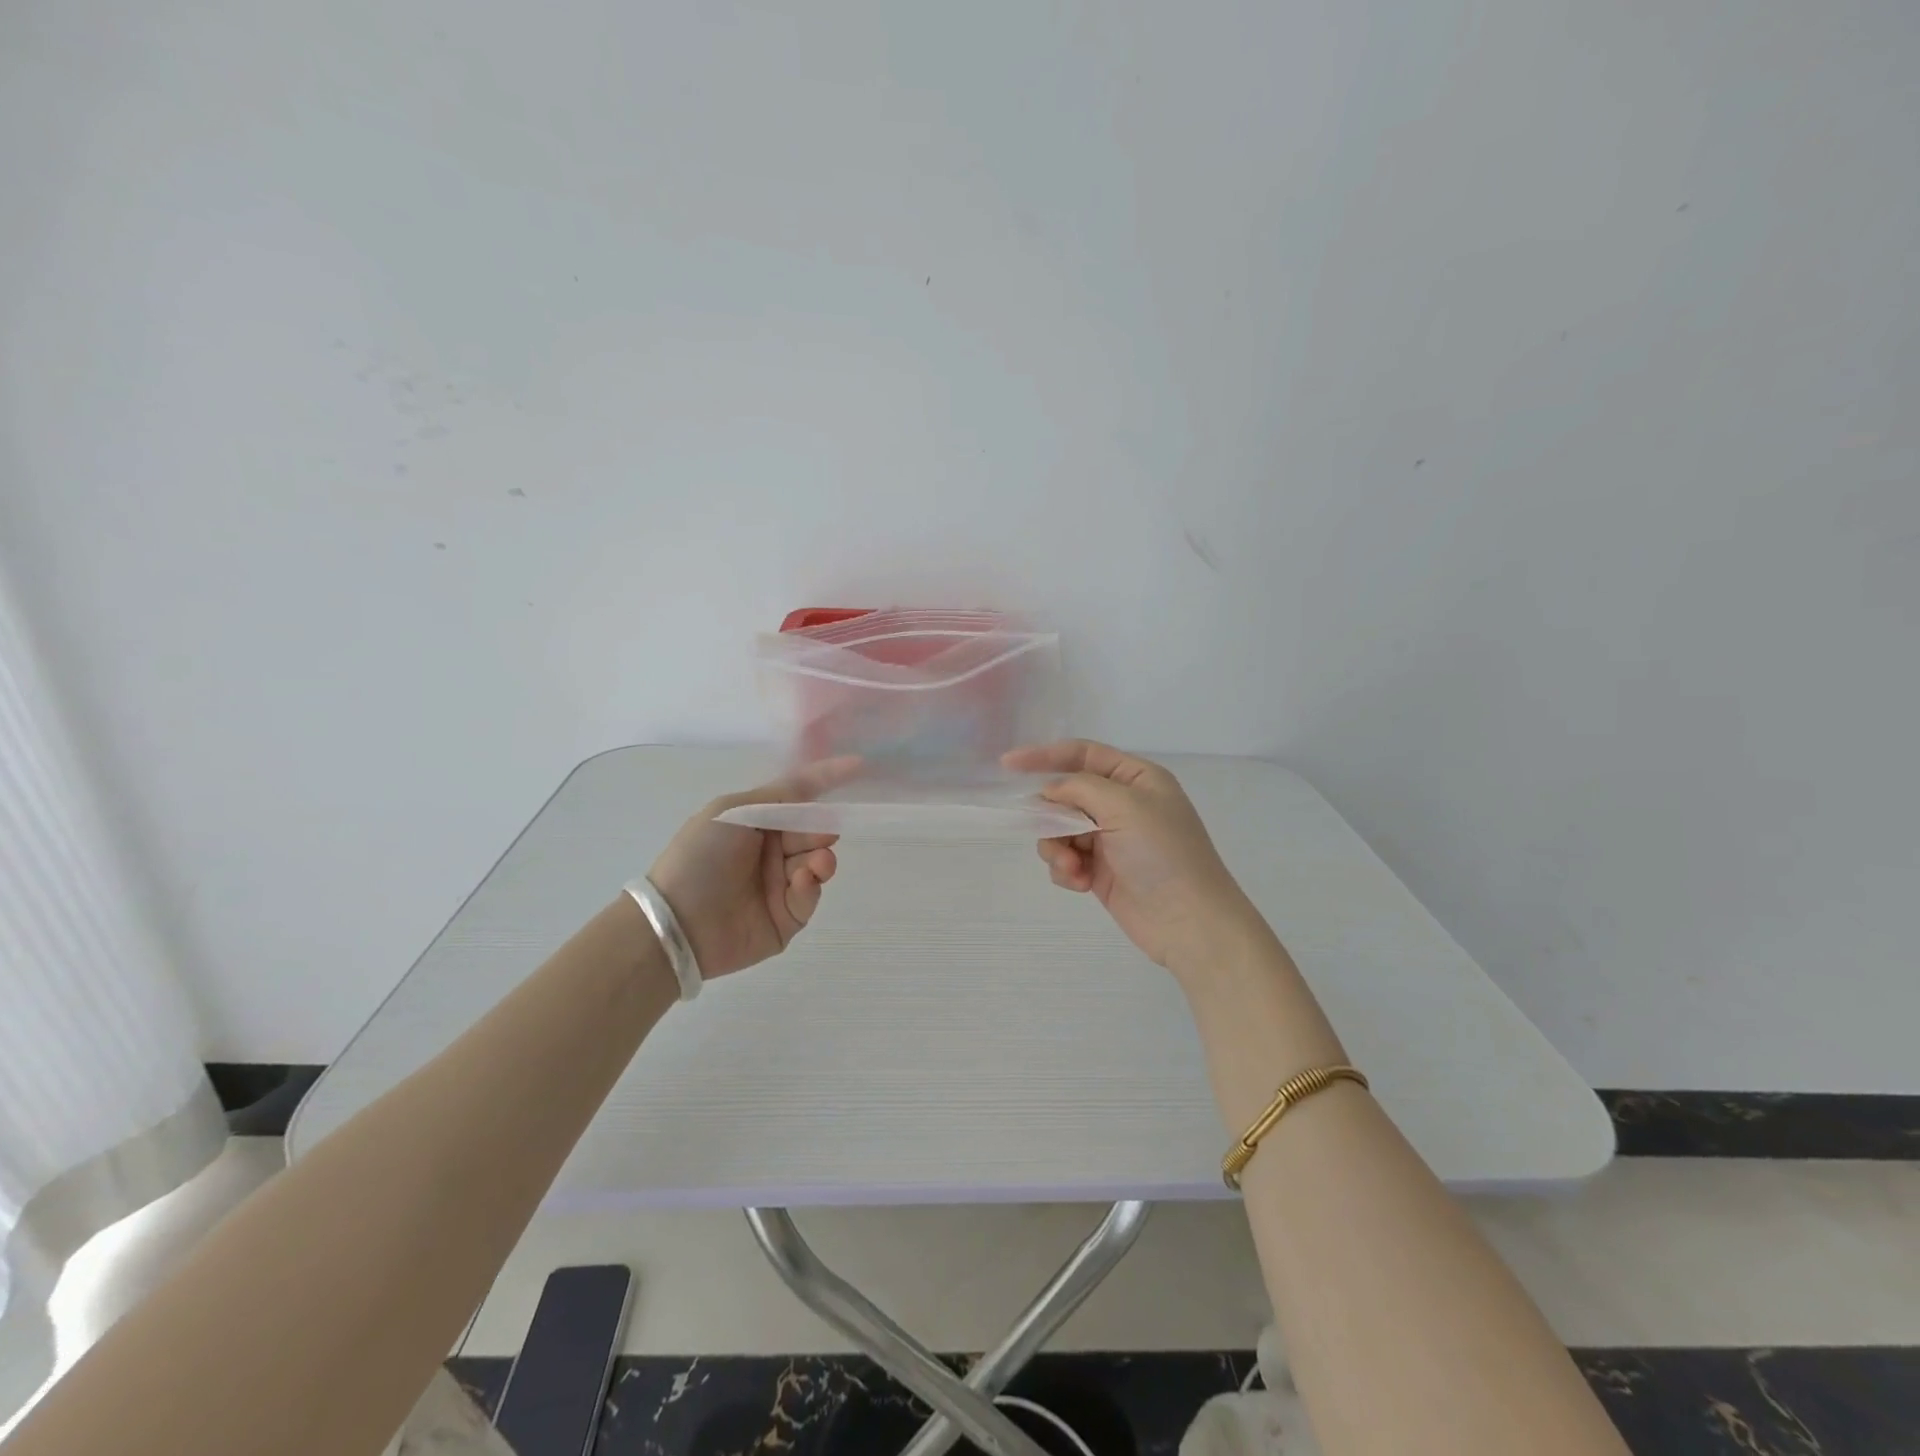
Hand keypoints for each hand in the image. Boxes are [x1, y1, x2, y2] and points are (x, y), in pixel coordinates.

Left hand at [647, 757, 860, 979]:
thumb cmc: (701, 856)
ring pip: (818, 863)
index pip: (799, 795)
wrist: (678, 921)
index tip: (859, 765)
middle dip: (823, 828)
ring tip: (817, 862)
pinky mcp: (786, 918)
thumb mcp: (734, 810)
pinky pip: (810, 896)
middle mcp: (770, 850)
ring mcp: (779, 885)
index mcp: (756, 821)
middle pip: (813, 831)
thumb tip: (821, 799)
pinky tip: (802, 881)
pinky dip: (811, 885)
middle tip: (825, 833)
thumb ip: (781, 796)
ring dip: (822, 859)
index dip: (827, 779)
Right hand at [1003, 740, 1265, 975]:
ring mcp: (1110, 839)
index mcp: (1136, 778)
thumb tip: (1049, 793)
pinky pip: (1065, 859)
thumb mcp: (1125, 805)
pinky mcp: (1100, 871)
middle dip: (1052, 816)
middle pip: (1066, 795)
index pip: (1082, 754)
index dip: (1044, 756)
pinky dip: (1065, 870)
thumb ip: (1079, 788)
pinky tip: (1080, 884)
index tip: (1007, 765)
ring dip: (1058, 848)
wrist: (1190, 922)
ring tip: (1073, 869)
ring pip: (1060, 830)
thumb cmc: (1164, 853)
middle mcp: (1122, 804)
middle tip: (1051, 833)